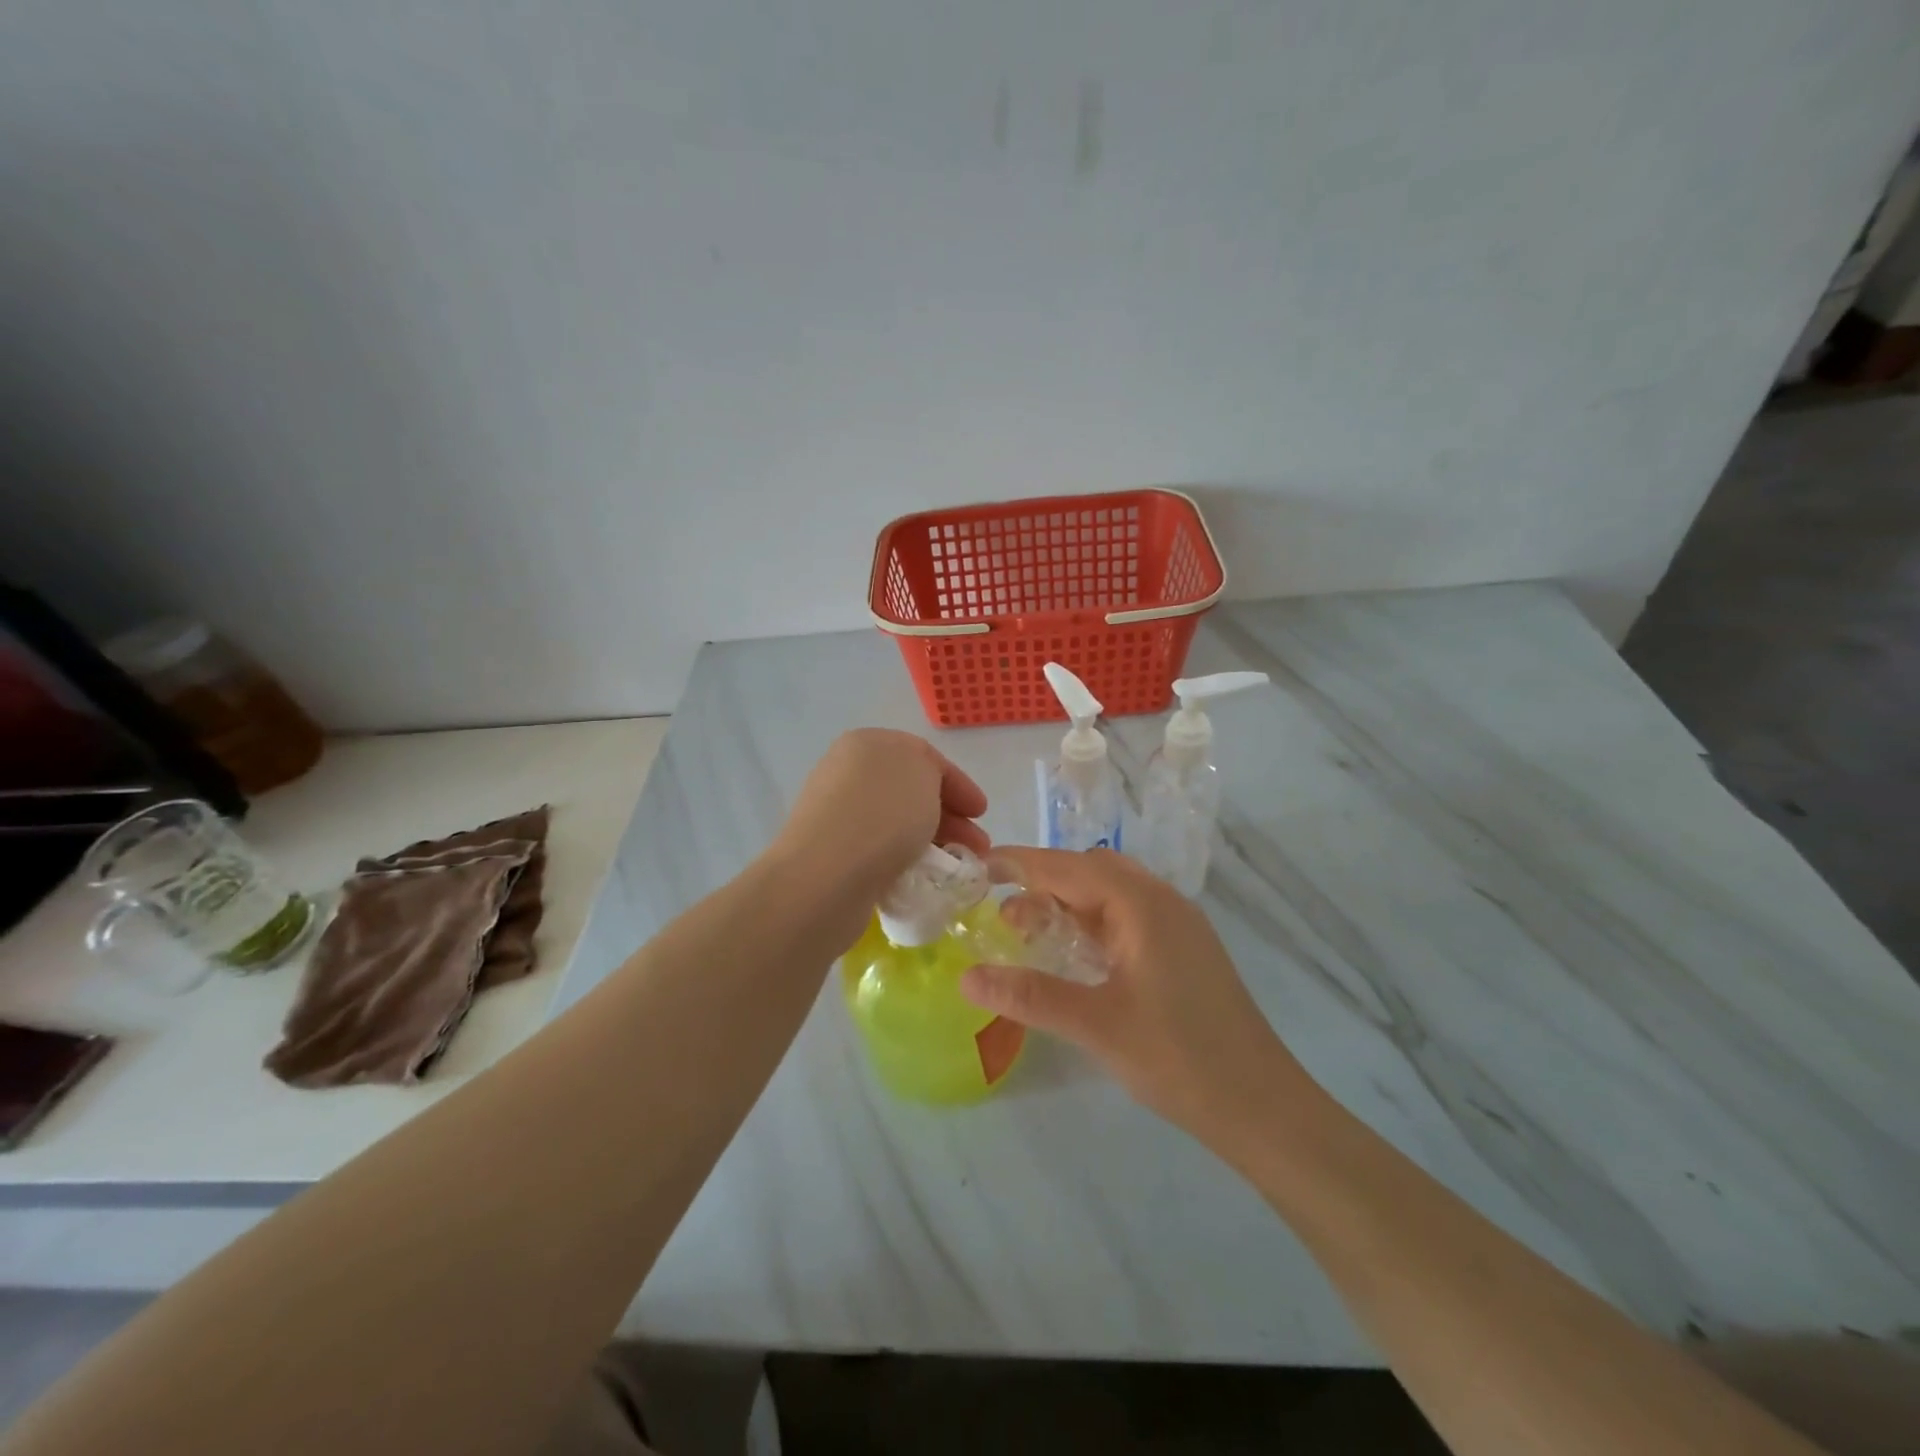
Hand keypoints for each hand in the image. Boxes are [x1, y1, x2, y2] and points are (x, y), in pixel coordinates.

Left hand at [768, 730, 989, 931]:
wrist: (825, 875)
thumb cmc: (882, 814)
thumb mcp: (923, 773)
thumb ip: (931, 772)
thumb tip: (923, 795)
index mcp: (866, 743)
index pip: (924, 756)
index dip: (959, 783)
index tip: (982, 813)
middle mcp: (846, 772)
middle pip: (911, 791)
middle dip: (950, 817)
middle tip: (977, 847)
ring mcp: (836, 814)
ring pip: (898, 823)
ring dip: (932, 841)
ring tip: (957, 868)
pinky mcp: (831, 854)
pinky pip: (880, 850)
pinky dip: (906, 859)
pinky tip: (922, 876)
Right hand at [961, 847, 1311, 1139]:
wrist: (1262, 1106)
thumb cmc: (1178, 1057)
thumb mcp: (1094, 1025)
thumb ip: (1028, 995)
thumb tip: (966, 978)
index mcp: (1142, 904)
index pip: (1068, 866)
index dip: (1021, 863)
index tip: (979, 868)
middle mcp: (1162, 901)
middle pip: (1091, 871)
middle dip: (1043, 883)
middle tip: (1003, 916)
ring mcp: (1178, 926)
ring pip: (1111, 894)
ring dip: (1069, 904)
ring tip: (1030, 934)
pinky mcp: (1185, 951)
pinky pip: (1128, 918)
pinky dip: (1093, 924)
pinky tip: (1076, 957)